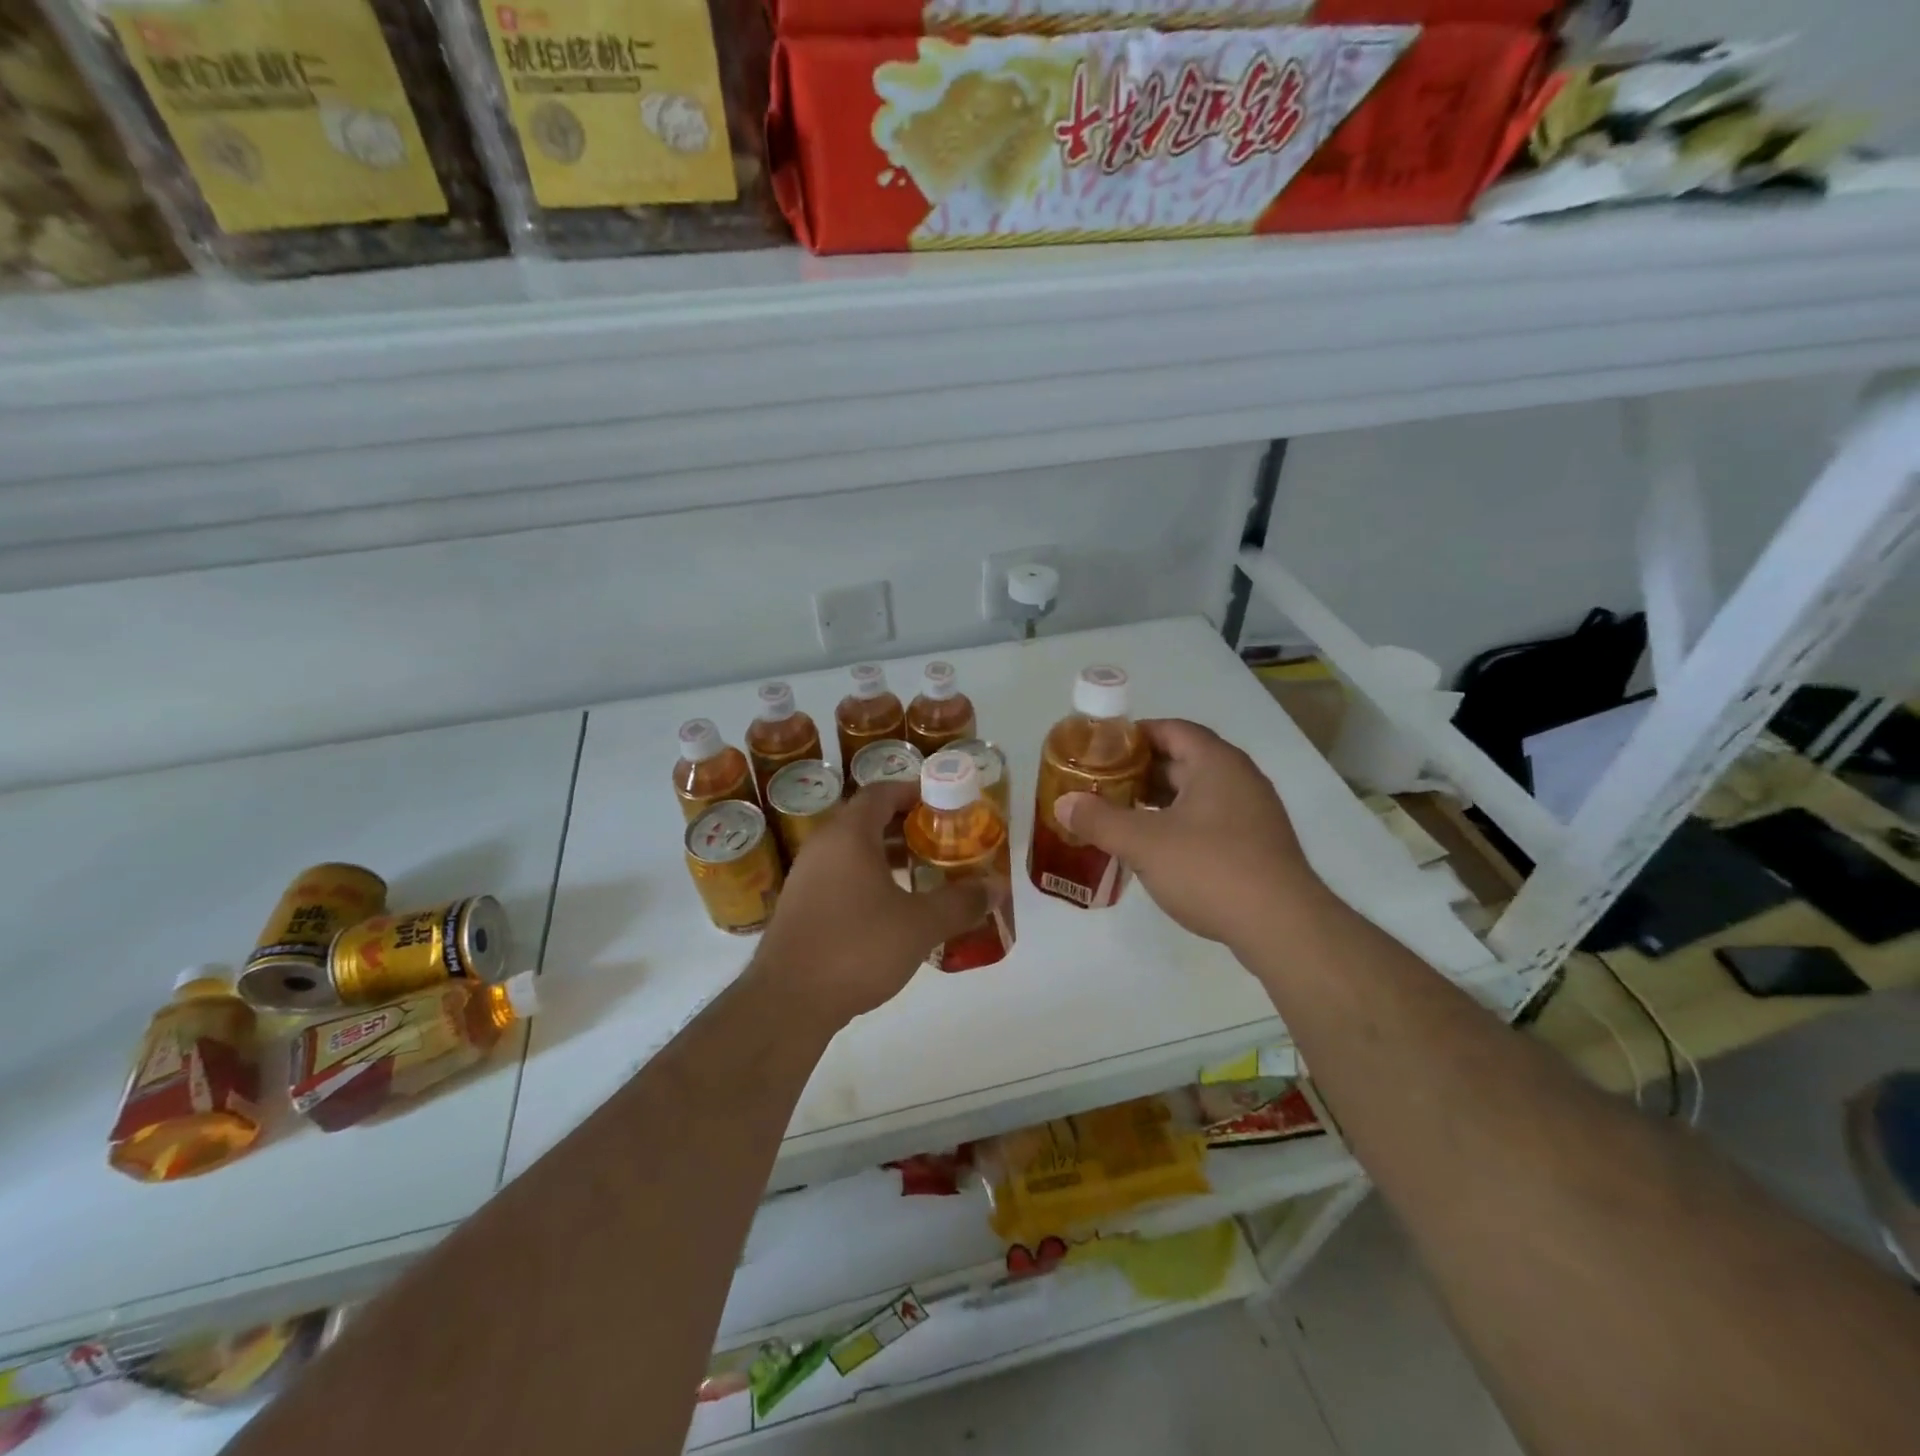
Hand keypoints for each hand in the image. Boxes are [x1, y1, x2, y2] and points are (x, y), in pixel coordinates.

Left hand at [752, 782, 994, 1026]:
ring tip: (924, 873)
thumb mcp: (920, 925)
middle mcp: (823, 845)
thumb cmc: (857, 948)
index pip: (882, 792)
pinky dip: (868, 878)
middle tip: (942, 840)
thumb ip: (961, 902)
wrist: (788, 1002)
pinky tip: (892, 908)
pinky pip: (840, 875)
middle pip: (867, 819)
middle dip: (907, 826)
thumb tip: (997, 888)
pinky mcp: (800, 905)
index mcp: (849, 834)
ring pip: (853, 850)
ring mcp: (806, 876)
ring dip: (887, 855)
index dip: (914, 792)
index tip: (945, 805)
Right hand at [1055, 719, 1325, 950]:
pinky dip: (1178, 824)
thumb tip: (1063, 804)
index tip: (1100, 750)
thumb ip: (1099, 820)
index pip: (1171, 729)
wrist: (1282, 927)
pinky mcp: (1256, 845)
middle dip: (1139, 771)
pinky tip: (1155, 848)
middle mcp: (1239, 778)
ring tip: (1119, 815)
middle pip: (1182, 760)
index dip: (1133, 735)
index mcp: (1216, 763)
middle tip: (1100, 785)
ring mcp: (1252, 813)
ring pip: (1195, 793)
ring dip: (1157, 801)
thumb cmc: (1211, 869)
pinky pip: (1208, 820)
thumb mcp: (1144, 843)